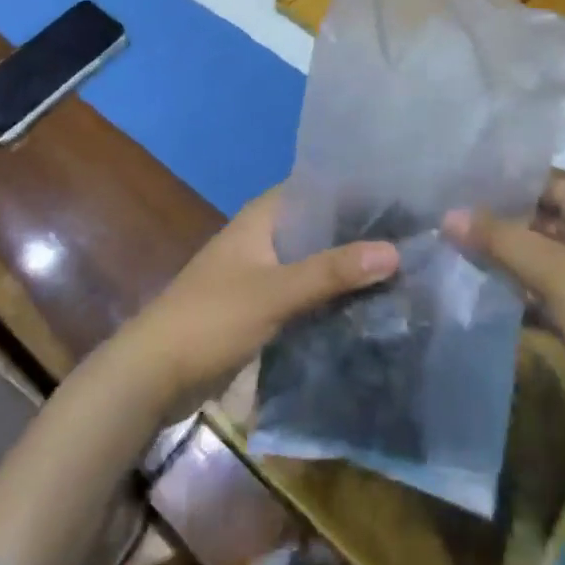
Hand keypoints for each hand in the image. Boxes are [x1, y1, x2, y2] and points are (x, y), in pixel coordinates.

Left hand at [119, 186, 398, 410]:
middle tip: (414, 239)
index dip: (359, 190)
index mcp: (265, 215)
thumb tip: (395, 251)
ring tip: (402, 271)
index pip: (321, 188)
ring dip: (347, 267)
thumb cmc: (210, 319)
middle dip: (361, 234)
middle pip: (322, 226)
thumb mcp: (275, 293)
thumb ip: (332, 272)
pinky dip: (331, 295)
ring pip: (316, 260)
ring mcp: (263, 271)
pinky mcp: (261, 305)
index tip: (404, 199)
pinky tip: (366, 306)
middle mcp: (266, 235)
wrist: (151, 377)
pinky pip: (306, 291)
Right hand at [445, 173, 564, 444]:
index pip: (536, 178)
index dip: (496, 180)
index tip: (448, 185)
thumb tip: (448, 214)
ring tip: (446, 255)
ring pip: (536, 256)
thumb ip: (501, 240)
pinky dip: (517, 293)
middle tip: (437, 222)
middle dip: (492, 222)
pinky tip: (477, 297)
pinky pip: (544, 292)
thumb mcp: (556, 273)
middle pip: (534, 216)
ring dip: (501, 260)